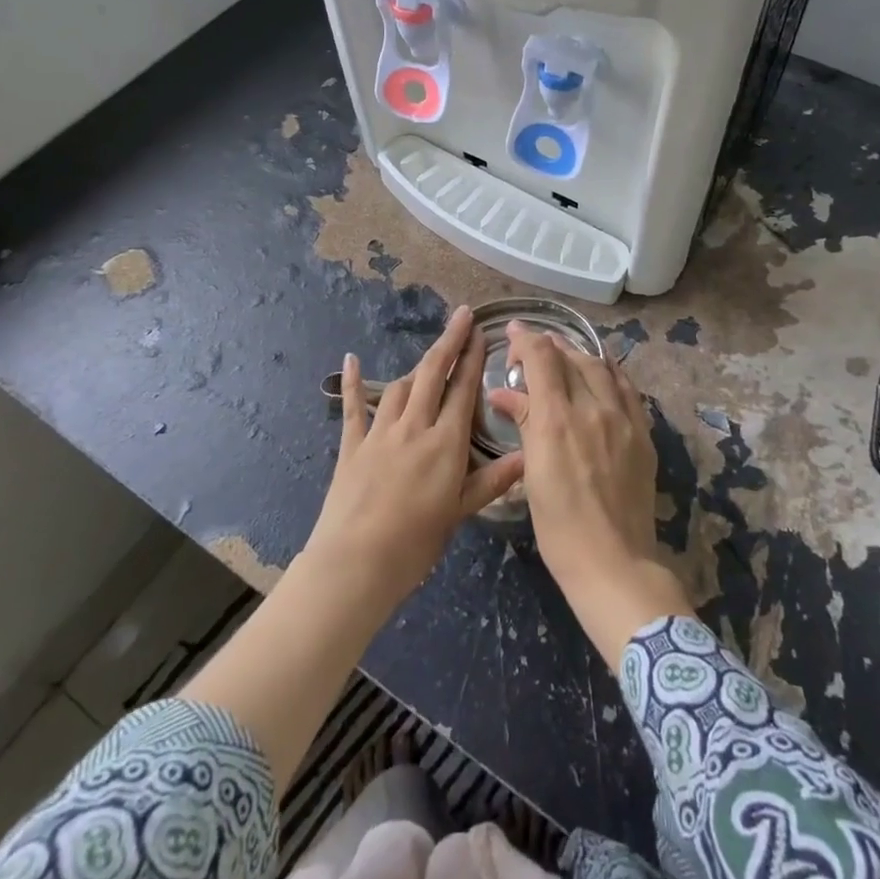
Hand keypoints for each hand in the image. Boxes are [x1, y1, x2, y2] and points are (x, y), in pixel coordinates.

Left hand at [306, 305, 524, 607]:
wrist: (356, 562)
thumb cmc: (416, 543)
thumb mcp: (460, 512)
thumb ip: (493, 481)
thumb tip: (528, 456)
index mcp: (445, 443)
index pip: (463, 389)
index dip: (473, 357)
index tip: (480, 331)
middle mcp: (414, 427)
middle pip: (432, 373)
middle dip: (449, 341)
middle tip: (461, 316)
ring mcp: (380, 432)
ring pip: (400, 386)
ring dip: (416, 369)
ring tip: (429, 361)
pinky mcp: (352, 445)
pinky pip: (354, 407)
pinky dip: (353, 381)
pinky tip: (351, 358)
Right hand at [488, 326, 690, 667]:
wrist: (613, 561)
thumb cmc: (559, 526)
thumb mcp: (531, 474)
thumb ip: (523, 424)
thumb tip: (503, 394)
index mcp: (557, 419)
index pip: (542, 358)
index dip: (526, 339)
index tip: (512, 331)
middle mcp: (592, 408)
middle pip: (571, 358)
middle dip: (550, 345)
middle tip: (534, 348)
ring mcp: (623, 419)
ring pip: (601, 368)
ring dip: (580, 355)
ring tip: (566, 355)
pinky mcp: (642, 434)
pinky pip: (627, 389)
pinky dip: (610, 373)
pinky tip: (604, 373)